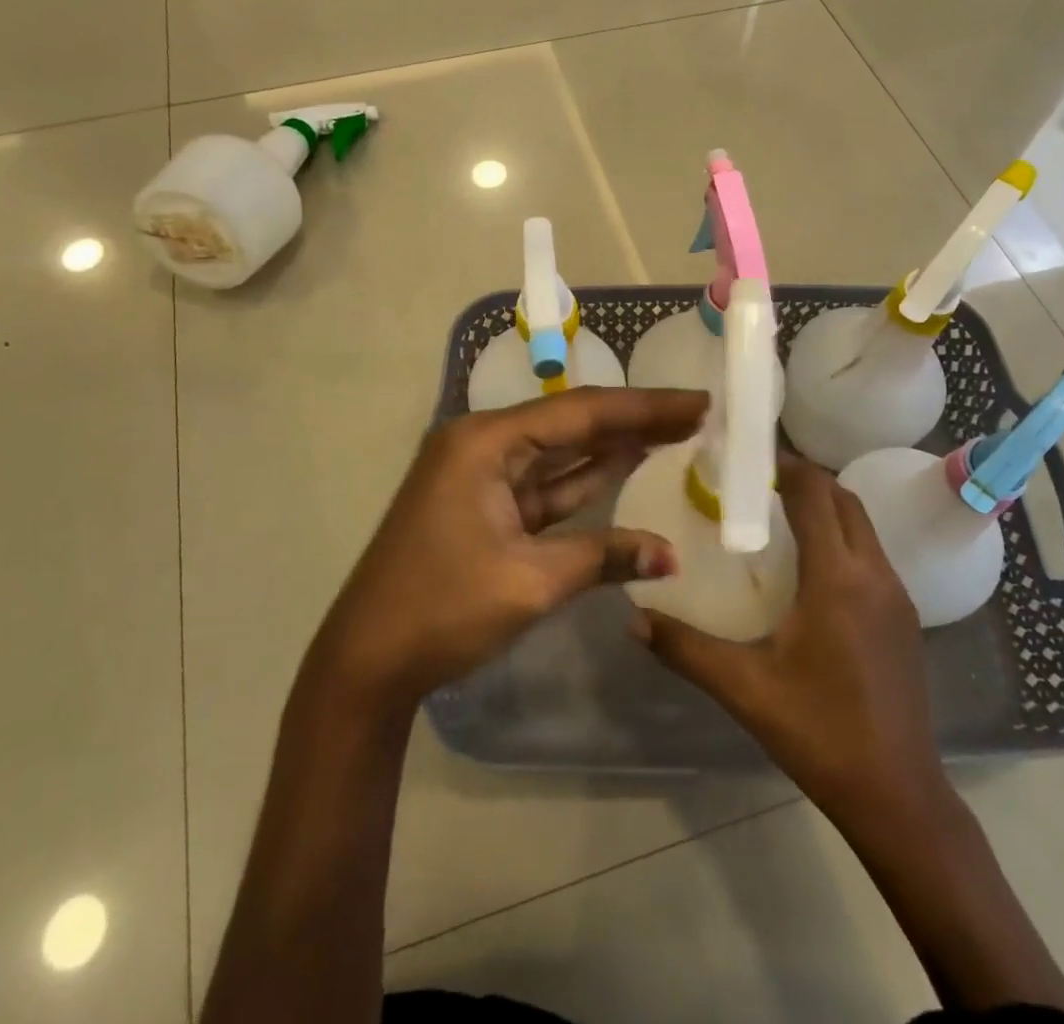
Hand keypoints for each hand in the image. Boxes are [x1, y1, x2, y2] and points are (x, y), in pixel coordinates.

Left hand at [309, 387, 708, 710]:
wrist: (366, 661)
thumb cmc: (441, 610)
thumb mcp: (529, 582)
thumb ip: (602, 557)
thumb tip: (670, 554)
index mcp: (485, 442)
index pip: (580, 413)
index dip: (644, 407)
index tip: (697, 401)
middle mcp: (483, 444)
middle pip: (572, 424)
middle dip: (634, 420)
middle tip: (695, 412)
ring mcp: (482, 475)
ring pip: (561, 453)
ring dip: (613, 444)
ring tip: (674, 429)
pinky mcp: (486, 505)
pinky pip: (545, 484)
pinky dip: (585, 479)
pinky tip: (626, 463)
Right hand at [632, 455, 946, 820]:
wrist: (898, 795)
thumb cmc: (819, 732)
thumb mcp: (743, 687)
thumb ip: (684, 647)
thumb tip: (631, 617)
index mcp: (837, 578)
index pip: (815, 494)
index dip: (785, 465)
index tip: (747, 456)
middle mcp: (874, 574)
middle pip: (844, 499)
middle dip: (805, 478)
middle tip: (756, 481)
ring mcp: (897, 595)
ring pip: (863, 524)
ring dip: (826, 505)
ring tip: (778, 512)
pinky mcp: (905, 618)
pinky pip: (871, 553)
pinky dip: (841, 535)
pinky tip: (810, 564)